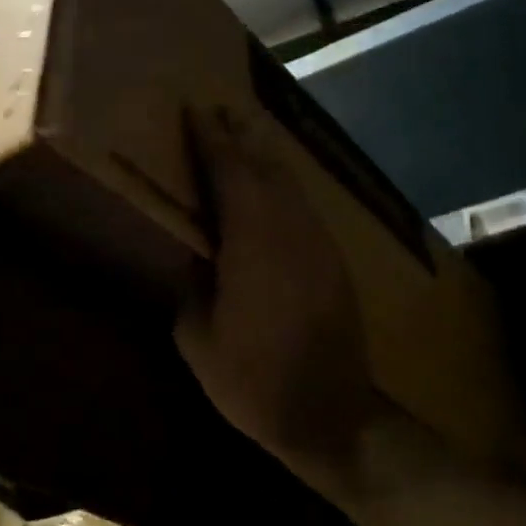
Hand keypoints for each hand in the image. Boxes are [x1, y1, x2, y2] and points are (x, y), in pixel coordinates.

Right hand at [174, 105, 383, 481]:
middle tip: (221, 109)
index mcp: (252, 243)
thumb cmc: (253, 381)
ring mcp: (318, 243)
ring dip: (265, 156)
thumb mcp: (199, 338)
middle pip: (265, 167)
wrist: (331, 416)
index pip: (229, 175)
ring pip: (290, 183)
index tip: (196, 110)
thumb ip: (191, 285)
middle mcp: (289, 231)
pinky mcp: (333, 260)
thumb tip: (195, 254)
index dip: (211, 141)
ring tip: (244, 133)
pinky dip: (283, 185)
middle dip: (243, 136)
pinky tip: (271, 185)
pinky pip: (303, 205)